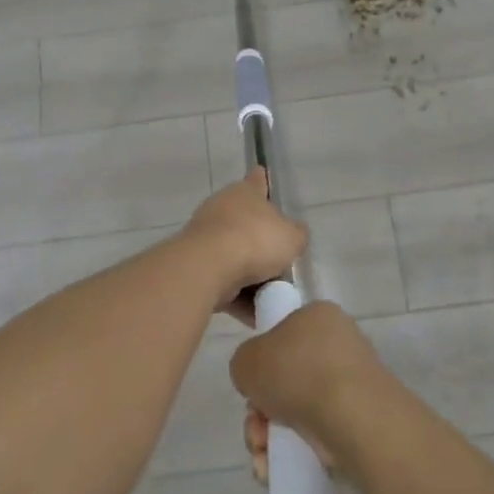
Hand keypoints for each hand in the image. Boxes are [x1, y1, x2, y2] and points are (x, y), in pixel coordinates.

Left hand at [181, 169, 308, 320]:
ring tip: (273, 298)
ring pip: (236, 257)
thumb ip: (297, 236)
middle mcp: (223, 209)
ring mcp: (206, 237)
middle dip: (264, 247)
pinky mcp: (196, 266)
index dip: (263, 181)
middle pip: (248, 226)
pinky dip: (239, 298)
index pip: (257, 180)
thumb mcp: (292, 238)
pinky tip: (256, 316)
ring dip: (253, 279)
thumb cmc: (255, 240)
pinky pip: (224, 283)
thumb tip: (294, 235)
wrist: (209, 266)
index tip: (263, 177)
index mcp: (245, 194)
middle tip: (283, 266)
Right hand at [230, 300, 390, 482]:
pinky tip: (275, 468)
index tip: (252, 386)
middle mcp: (340, 345)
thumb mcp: (247, 359)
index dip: (262, 364)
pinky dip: (294, 452)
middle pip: (288, 379)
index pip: (284, 335)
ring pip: (299, 411)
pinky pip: (318, 435)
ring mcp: (353, 384)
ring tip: (263, 453)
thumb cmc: (296, 372)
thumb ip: (245, 363)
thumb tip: (258, 380)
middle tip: (255, 425)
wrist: (350, 416)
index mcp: (318, 316)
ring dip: (271, 436)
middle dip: (262, 410)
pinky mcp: (361, 421)